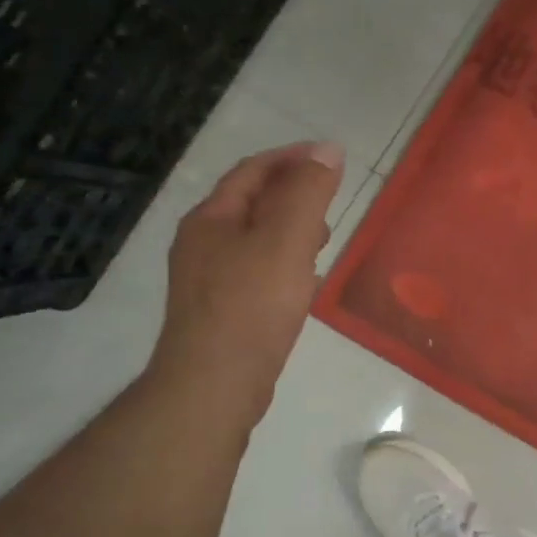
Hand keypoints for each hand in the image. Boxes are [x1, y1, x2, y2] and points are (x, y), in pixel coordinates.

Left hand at [146, 140, 345, 415]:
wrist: (213, 386)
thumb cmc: (251, 306)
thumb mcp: (286, 240)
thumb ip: (308, 193)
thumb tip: (327, 151)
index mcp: (212, 218)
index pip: (253, 171)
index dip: (293, 158)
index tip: (332, 158)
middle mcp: (203, 243)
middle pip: (252, 203)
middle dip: (294, 195)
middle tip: (331, 204)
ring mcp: (209, 280)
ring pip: (256, 240)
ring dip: (291, 231)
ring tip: (324, 242)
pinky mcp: (222, 311)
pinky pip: (258, 271)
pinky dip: (286, 263)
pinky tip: (304, 284)